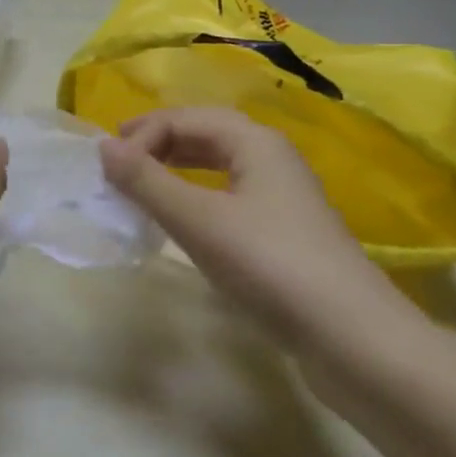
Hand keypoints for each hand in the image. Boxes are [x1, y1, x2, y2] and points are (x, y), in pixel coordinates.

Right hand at [99, 108, 397, 343]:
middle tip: (119, 161)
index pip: (186, 118)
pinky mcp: (286, 231)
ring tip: (144, 183)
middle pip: (207, 132)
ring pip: (221, 163)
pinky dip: (198, 194)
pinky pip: (231, 194)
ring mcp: (284, 196)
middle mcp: (273, 157)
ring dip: (178, 166)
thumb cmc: (269, 265)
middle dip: (160, 141)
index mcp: (255, 142)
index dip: (143, 135)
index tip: (109, 169)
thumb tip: (103, 146)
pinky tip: (186, 219)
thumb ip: (147, 181)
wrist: (352, 338)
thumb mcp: (198, 220)